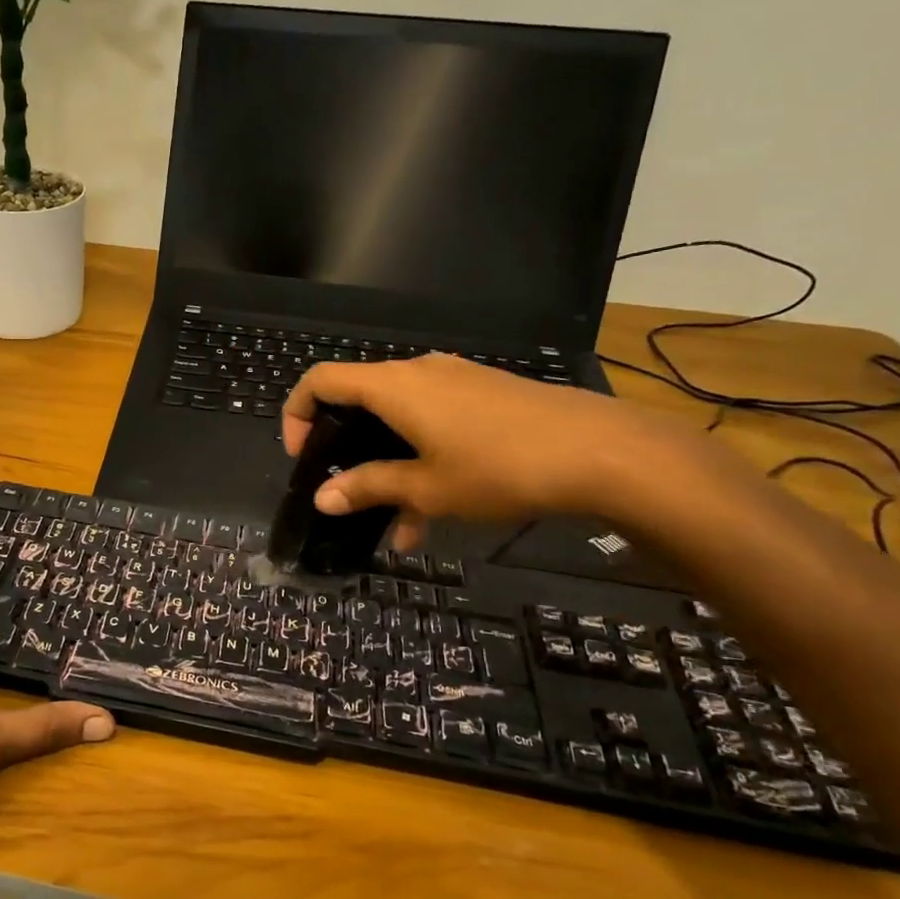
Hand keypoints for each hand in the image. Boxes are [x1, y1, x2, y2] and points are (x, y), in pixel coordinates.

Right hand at [282, 354, 678, 544]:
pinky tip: (438, 513)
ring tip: (399, 526)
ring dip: (390, 466)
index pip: (321, 381)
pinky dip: (423, 458)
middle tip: (347, 492)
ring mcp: (456, 380)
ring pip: (401, 420)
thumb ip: (369, 487)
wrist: (603, 452)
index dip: (297, 414)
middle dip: (347, 450)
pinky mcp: (485, 395)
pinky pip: (435, 422)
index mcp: (393, 386)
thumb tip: (322, 498)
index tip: (302, 458)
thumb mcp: (426, 487)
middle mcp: (419, 372)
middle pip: (360, 400)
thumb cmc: (499, 467)